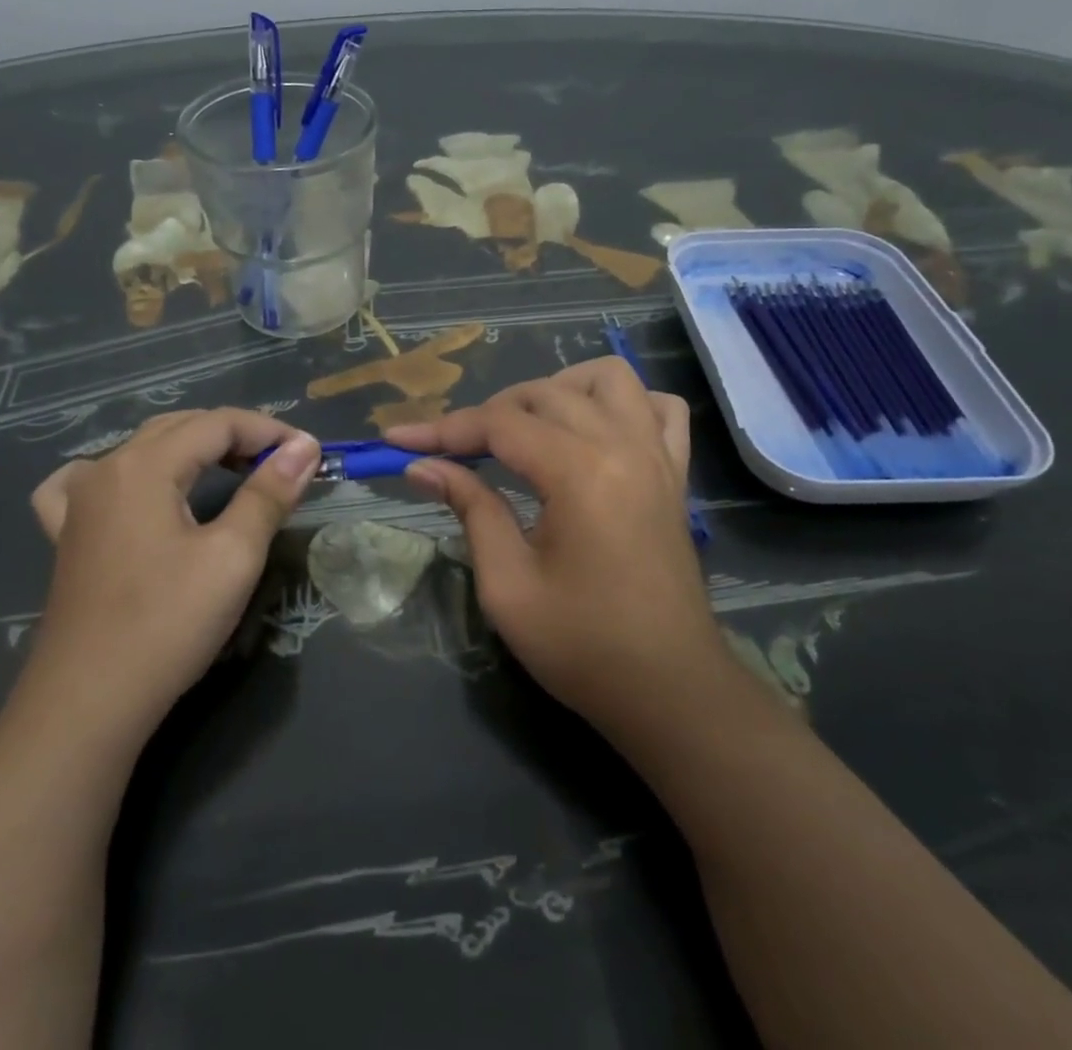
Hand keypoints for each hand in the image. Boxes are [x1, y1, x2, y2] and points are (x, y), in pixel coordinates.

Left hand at [27, 410, 319, 745]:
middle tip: (280, 465)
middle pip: (181, 428)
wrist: (88, 703)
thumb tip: (304, 447)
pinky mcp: (67, 536)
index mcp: (145, 465)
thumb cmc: (167, 624)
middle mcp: (107, 469)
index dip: (268, 431)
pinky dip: (123, 473)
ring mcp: (79, 502)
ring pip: (143, 450)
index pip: (218, 423)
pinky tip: (130, 489)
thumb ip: (268, 493)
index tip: (310, 454)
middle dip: (235, 436)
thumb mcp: (233, 556)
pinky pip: (88, 482)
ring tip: (228, 471)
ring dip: (191, 449)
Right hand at [386, 359, 726, 748]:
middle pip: (544, 393)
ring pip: (608, 378)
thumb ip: (470, 509)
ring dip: (557, 390)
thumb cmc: (583, 647)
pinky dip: (623, 403)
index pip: (499, 425)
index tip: (396, 439)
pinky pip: (658, 407)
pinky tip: (595, 429)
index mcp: (580, 473)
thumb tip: (423, 467)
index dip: (442, 429)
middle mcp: (623, 446)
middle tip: (453, 453)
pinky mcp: (675, 474)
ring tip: (526, 429)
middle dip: (488, 414)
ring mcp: (658, 455)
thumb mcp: (508, 585)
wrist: (671, 692)